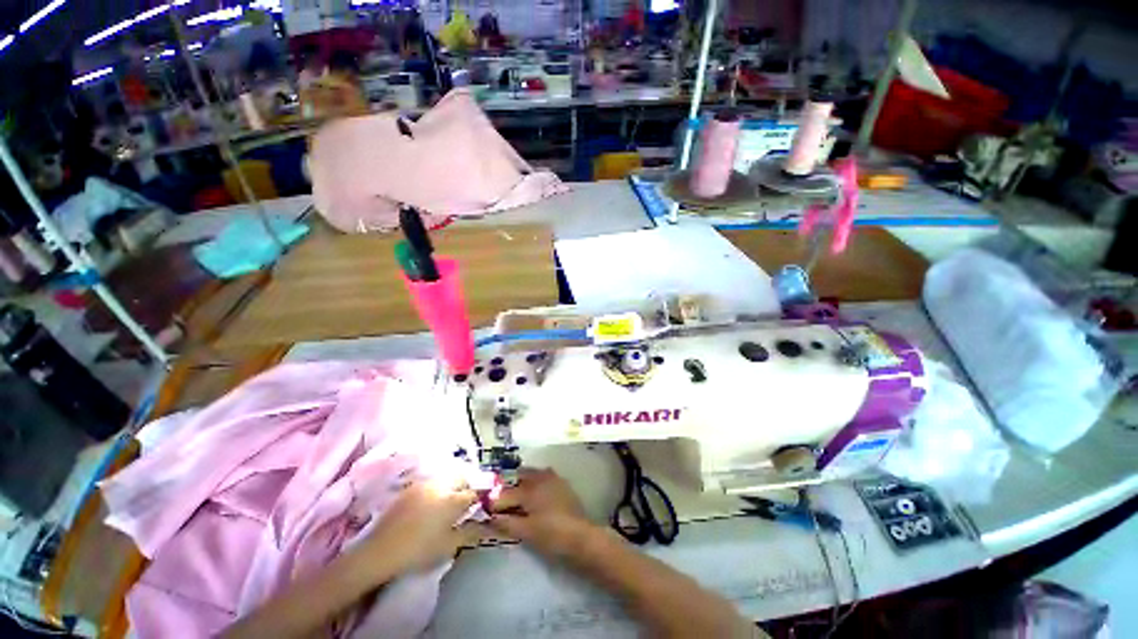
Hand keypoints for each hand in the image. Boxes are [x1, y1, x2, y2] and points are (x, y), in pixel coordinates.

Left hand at [352, 481, 477, 579]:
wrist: (379, 551)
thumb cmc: (418, 551)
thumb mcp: (448, 546)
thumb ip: (470, 533)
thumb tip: (486, 526)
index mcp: (452, 500)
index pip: (474, 493)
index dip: (480, 499)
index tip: (481, 507)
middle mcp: (441, 486)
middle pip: (462, 477)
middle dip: (468, 486)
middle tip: (467, 502)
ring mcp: (424, 484)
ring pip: (447, 477)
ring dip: (454, 485)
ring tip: (451, 501)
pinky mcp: (410, 487)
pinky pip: (432, 481)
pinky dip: (439, 487)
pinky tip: (434, 502)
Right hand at [488, 468, 594, 559]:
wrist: (581, 536)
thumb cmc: (551, 535)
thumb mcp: (525, 532)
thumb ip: (505, 523)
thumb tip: (489, 517)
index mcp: (529, 489)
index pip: (504, 493)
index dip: (494, 503)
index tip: (487, 511)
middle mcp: (539, 477)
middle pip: (518, 477)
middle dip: (508, 488)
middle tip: (502, 504)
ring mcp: (552, 477)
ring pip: (531, 474)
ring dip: (522, 483)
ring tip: (517, 500)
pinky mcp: (561, 482)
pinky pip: (543, 476)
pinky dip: (535, 483)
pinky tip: (535, 497)